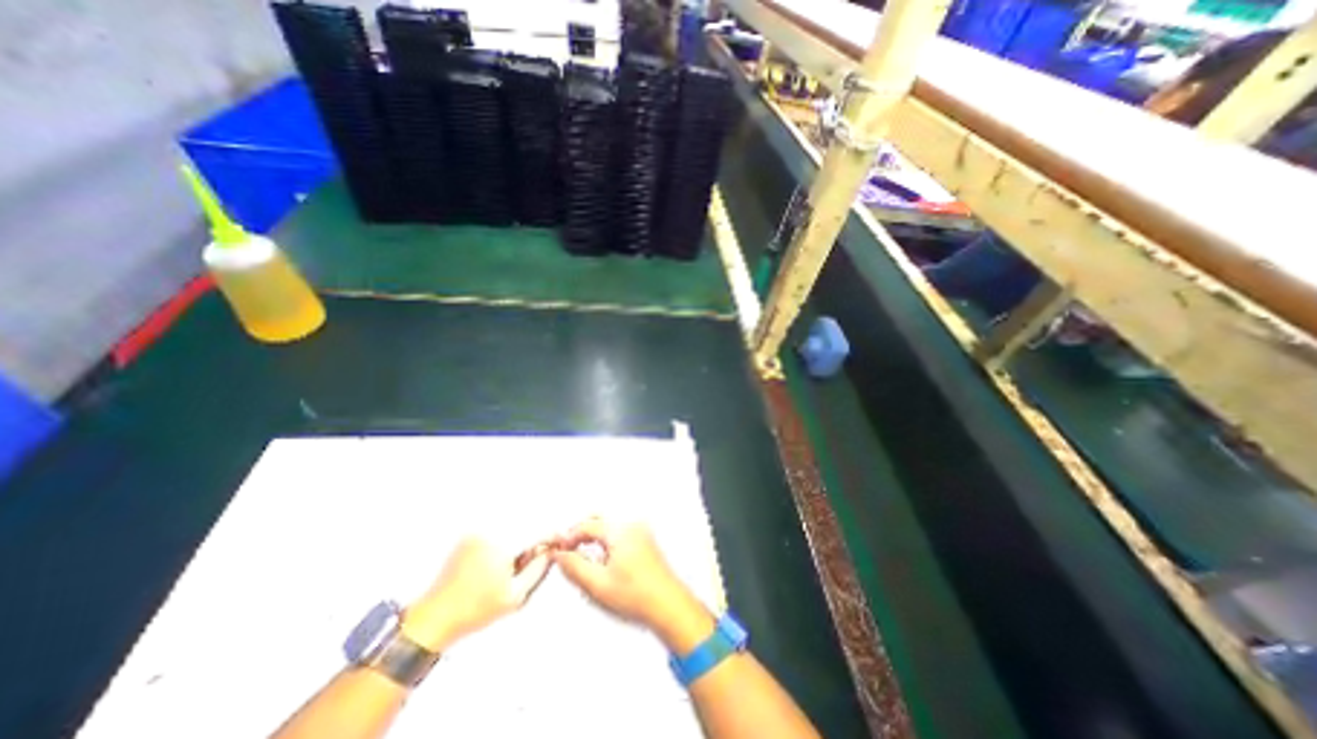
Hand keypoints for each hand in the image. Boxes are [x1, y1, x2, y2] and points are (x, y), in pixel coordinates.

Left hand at [399, 536, 548, 652]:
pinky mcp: (468, 536)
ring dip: (519, 538)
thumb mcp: (515, 595)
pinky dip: (503, 539)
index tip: (558, 542)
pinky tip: (496, 562)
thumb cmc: (476, 610)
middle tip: (533, 557)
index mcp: (503, 544)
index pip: (537, 530)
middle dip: (533, 538)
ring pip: (510, 526)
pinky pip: (495, 530)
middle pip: (525, 524)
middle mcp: (490, 531)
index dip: (550, 535)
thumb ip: (538, 569)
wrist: (433, 618)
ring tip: (511, 563)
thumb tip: (551, 551)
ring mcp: (477, 532)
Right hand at [550, 521, 709, 652]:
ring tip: (586, 561)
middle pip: (599, 520)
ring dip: (594, 538)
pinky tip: (604, 563)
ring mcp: (640, 531)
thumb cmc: (637, 596)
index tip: (560, 550)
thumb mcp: (597, 585)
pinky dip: (607, 542)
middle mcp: (631, 525)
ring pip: (609, 527)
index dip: (570, 537)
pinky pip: (620, 534)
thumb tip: (560, 555)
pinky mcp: (645, 540)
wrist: (668, 605)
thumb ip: (574, 567)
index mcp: (619, 531)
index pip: (587, 525)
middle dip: (581, 533)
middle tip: (570, 552)